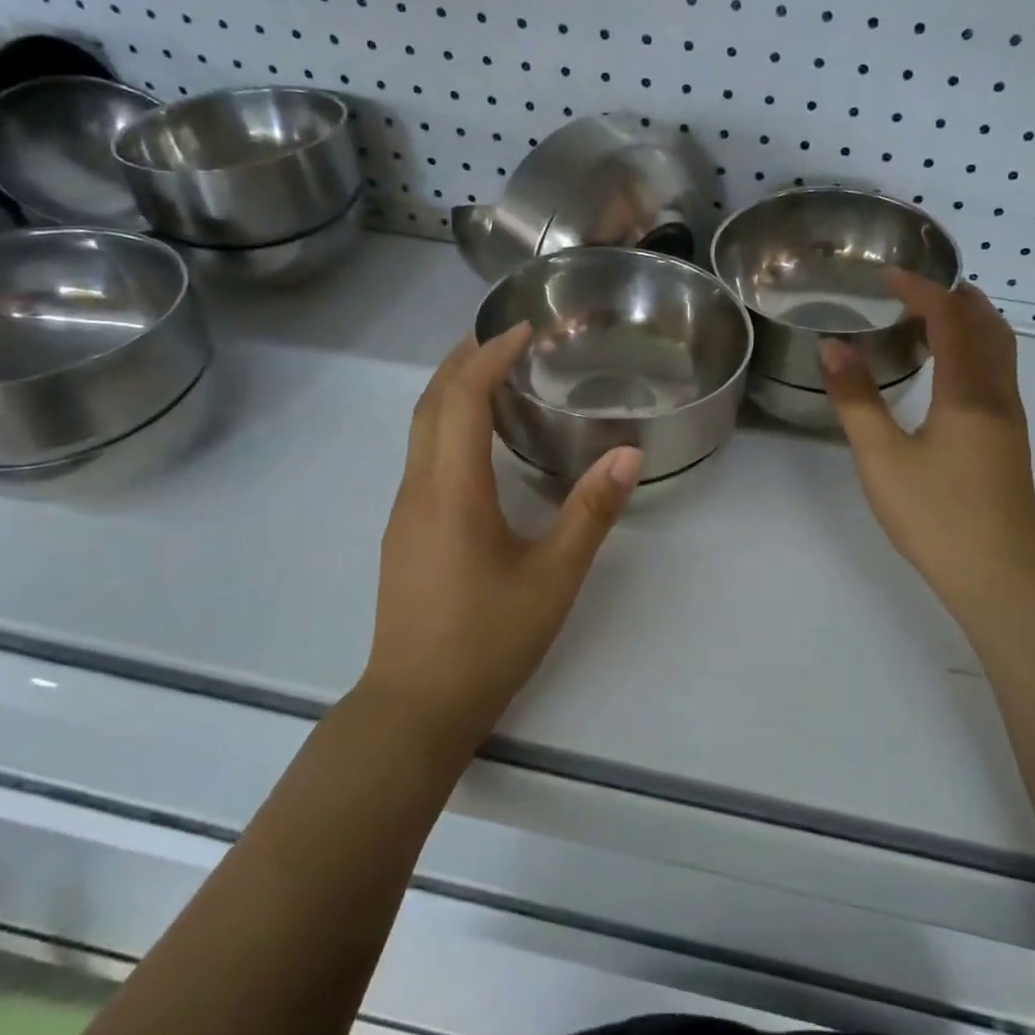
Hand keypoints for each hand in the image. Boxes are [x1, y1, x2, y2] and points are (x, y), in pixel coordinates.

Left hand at [363, 326, 641, 747]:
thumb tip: (628, 453)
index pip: (462, 398)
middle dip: (462, 360)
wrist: (416, 706)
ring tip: (493, 376)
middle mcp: (418, 490)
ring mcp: (405, 513)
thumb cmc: (487, 639)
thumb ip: (590, 512)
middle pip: (430, 404)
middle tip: (504, 337)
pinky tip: (479, 446)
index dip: (490, 355)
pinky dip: (447, 427)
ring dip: (451, 392)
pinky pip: (422, 458)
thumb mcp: (553, 577)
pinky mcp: (406, 535)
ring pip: (420, 431)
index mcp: (452, 490)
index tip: (525, 328)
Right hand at [821, 274, 1034, 620]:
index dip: (921, 290)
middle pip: (989, 325)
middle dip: (953, 298)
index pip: (951, 318)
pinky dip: (974, 351)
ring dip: (968, 324)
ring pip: (999, 350)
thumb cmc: (936, 514)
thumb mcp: (882, 457)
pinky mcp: (1009, 441)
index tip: (887, 277)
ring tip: (926, 324)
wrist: (999, 575)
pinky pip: (997, 373)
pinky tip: (945, 375)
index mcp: (969, 390)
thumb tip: (832, 347)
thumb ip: (856, 399)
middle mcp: (998, 394)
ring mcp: (1010, 419)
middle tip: (910, 294)